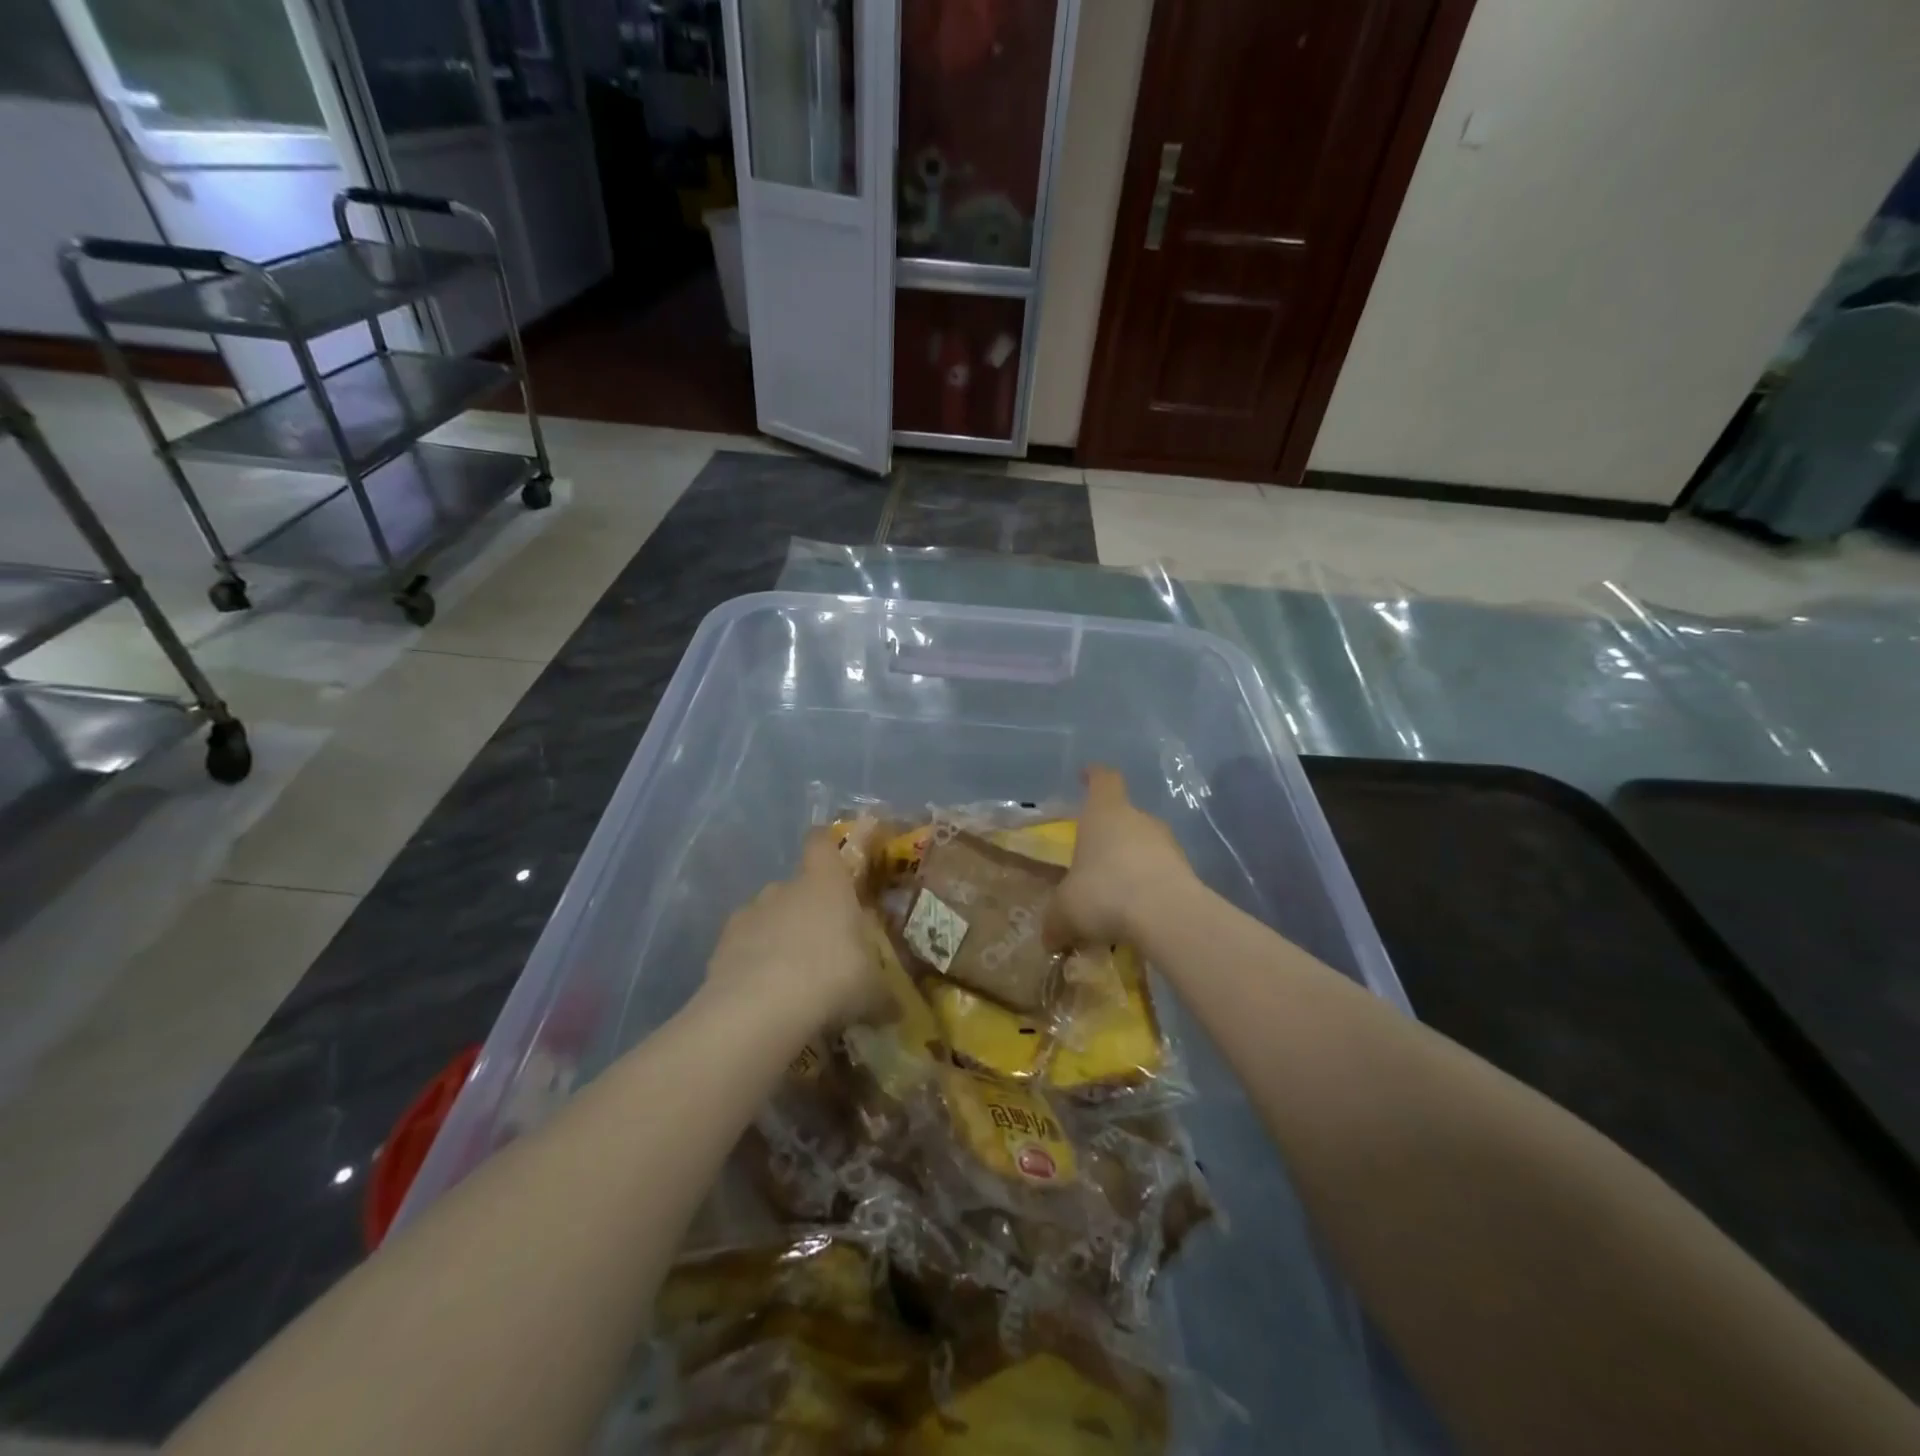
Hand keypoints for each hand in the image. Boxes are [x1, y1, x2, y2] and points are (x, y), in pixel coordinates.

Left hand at [706, 829, 878, 1025]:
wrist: (758, 1011)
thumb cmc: (831, 979)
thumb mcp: (872, 992)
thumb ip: (883, 995)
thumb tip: (897, 1011)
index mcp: (826, 884)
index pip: (821, 843)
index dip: (827, 846)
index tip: (835, 860)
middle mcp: (784, 889)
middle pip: (796, 886)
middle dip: (807, 910)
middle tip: (824, 945)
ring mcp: (748, 915)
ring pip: (766, 916)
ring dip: (777, 937)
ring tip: (791, 976)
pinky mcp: (720, 946)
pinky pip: (742, 947)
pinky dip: (751, 964)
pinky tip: (763, 995)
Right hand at [1046, 766, 1194, 948]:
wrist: (1167, 916)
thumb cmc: (1104, 893)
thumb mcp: (1065, 911)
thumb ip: (1055, 921)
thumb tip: (1049, 938)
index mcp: (1104, 813)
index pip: (1103, 779)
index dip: (1094, 775)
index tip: (1086, 775)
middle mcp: (1139, 819)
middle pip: (1124, 815)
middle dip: (1109, 834)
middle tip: (1092, 859)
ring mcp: (1168, 844)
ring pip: (1145, 845)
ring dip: (1131, 862)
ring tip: (1115, 893)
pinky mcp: (1188, 871)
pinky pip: (1162, 873)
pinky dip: (1149, 886)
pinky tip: (1137, 913)